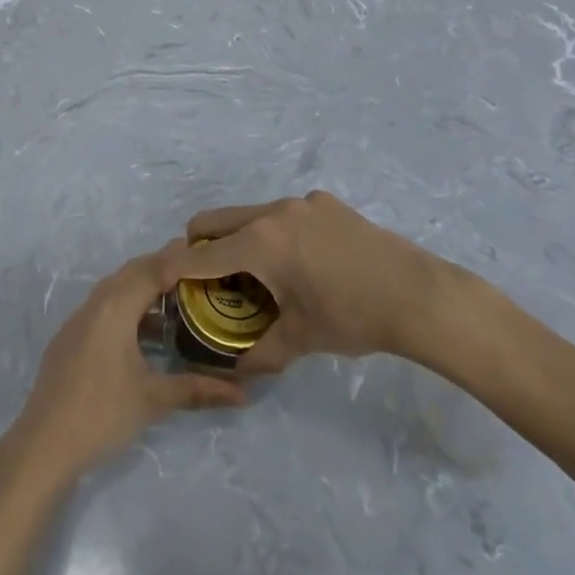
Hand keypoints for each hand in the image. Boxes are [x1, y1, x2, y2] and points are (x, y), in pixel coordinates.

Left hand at [7, 241, 246, 485]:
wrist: (43, 444)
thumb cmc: (102, 414)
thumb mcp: (153, 399)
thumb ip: (197, 390)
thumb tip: (242, 394)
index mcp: (114, 308)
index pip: (151, 270)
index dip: (177, 259)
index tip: (204, 252)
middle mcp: (95, 305)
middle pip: (131, 272)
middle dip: (161, 267)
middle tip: (194, 270)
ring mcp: (77, 321)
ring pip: (115, 289)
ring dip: (142, 287)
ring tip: (175, 298)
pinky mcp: (69, 338)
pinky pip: (102, 307)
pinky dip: (126, 306)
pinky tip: (143, 332)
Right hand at [185, 191, 463, 372]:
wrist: (418, 295)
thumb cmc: (353, 318)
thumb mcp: (302, 339)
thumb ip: (262, 353)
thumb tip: (238, 372)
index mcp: (261, 243)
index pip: (202, 253)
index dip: (174, 266)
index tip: (157, 276)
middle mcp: (275, 212)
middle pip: (217, 220)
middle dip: (201, 245)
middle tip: (204, 277)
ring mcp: (303, 202)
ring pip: (251, 214)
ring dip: (240, 238)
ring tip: (256, 273)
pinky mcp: (326, 203)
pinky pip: (284, 214)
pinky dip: (275, 234)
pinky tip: (301, 263)